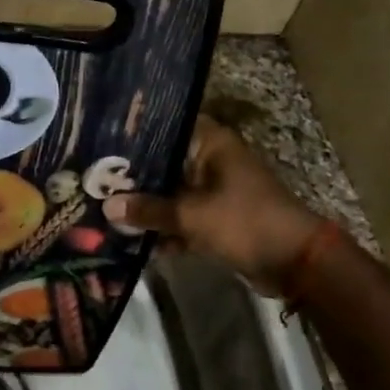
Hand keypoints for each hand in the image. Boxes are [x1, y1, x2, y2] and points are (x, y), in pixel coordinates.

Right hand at [103, 116, 323, 287]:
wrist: (295, 263)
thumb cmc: (244, 222)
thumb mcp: (191, 215)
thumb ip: (148, 210)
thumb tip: (107, 207)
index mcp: (211, 144)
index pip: (166, 126)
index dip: (135, 134)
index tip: (102, 141)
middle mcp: (211, 160)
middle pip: (164, 163)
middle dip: (133, 177)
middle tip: (94, 180)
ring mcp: (215, 190)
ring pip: (171, 192)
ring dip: (147, 205)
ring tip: (106, 210)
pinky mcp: (217, 218)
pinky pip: (182, 217)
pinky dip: (165, 227)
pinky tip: (133, 240)